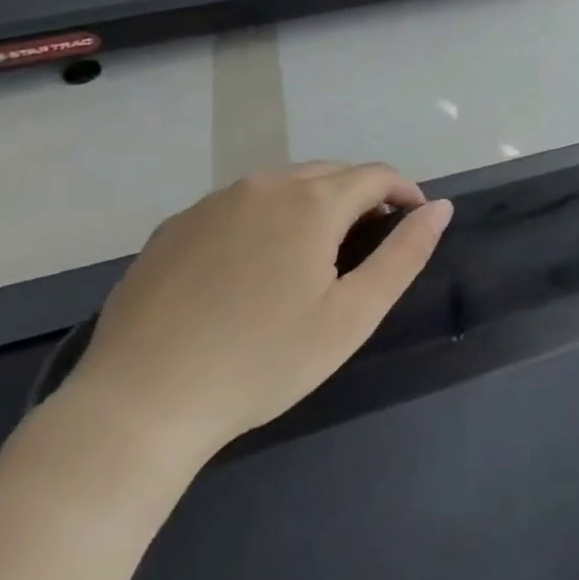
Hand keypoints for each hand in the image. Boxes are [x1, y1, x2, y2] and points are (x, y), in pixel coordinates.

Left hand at [62, 162, 452, 457]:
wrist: (138, 405)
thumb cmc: (262, 362)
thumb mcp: (352, 316)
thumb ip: (404, 255)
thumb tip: (440, 208)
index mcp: (312, 202)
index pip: (376, 175)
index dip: (404, 193)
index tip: (413, 222)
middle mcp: (264, 185)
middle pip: (330, 174)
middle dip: (360, 197)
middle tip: (367, 245)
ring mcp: (212, 203)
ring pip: (282, 185)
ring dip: (312, 205)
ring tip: (312, 255)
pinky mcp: (173, 227)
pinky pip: (238, 206)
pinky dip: (264, 219)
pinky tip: (251, 269)